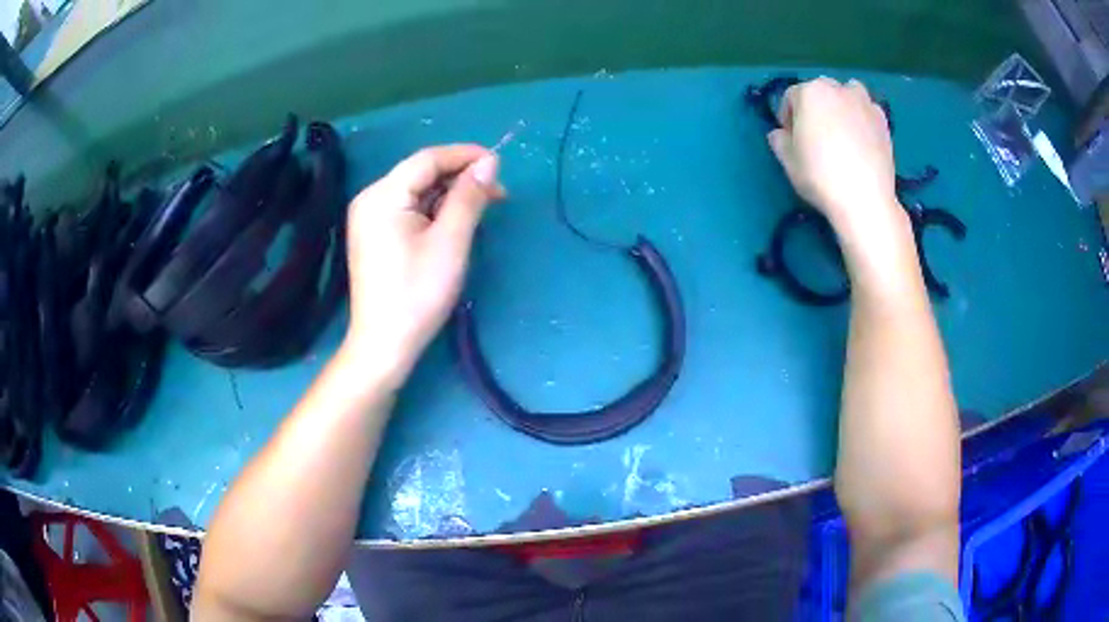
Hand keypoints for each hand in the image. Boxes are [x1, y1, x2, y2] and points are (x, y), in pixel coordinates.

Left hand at [342, 144, 503, 383]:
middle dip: (460, 177)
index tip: (500, 164)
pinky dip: (434, 210)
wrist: (384, 344)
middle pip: (420, 173)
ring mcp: (369, 217)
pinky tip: (456, 221)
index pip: (428, 159)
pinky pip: (407, 209)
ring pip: (416, 191)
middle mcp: (370, 198)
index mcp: (383, 195)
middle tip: (497, 193)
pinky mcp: (374, 235)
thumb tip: (489, 162)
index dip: (465, 156)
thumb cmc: (418, 293)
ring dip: (450, 194)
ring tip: (483, 207)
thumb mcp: (451, 241)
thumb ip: (469, 196)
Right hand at [767, 77, 903, 233]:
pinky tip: (861, 140)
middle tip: (816, 136)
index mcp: (809, 92)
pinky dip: (862, 118)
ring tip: (841, 131)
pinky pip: (867, 110)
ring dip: (841, 105)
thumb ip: (779, 140)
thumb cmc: (820, 176)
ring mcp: (863, 102)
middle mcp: (836, 88)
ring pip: (847, 94)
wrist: (865, 199)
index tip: (791, 139)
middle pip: (820, 91)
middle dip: (815, 109)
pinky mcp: (883, 120)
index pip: (790, 97)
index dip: (787, 118)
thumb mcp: (788, 161)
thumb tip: (780, 134)